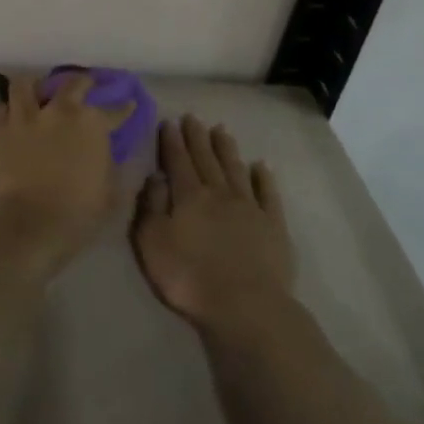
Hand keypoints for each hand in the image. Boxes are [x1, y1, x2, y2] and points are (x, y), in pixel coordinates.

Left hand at [0, 73, 134, 271]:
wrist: (29, 222)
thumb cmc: (78, 211)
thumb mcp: (111, 193)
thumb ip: (114, 167)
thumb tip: (114, 156)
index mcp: (91, 123)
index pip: (114, 110)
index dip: (123, 108)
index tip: (128, 104)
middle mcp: (57, 110)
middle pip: (71, 83)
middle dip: (81, 82)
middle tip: (83, 86)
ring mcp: (24, 117)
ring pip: (25, 85)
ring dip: (33, 87)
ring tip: (35, 93)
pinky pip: (0, 110)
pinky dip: (8, 112)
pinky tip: (10, 119)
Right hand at [131, 114, 295, 333]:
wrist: (244, 305)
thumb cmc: (189, 277)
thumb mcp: (152, 242)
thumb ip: (151, 206)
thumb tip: (155, 176)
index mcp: (188, 196)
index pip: (178, 161)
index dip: (172, 141)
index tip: (169, 122)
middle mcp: (219, 193)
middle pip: (206, 159)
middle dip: (197, 137)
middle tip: (193, 118)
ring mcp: (249, 207)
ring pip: (235, 169)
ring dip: (226, 149)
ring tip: (221, 131)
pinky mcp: (273, 225)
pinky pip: (267, 193)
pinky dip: (263, 177)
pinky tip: (260, 166)